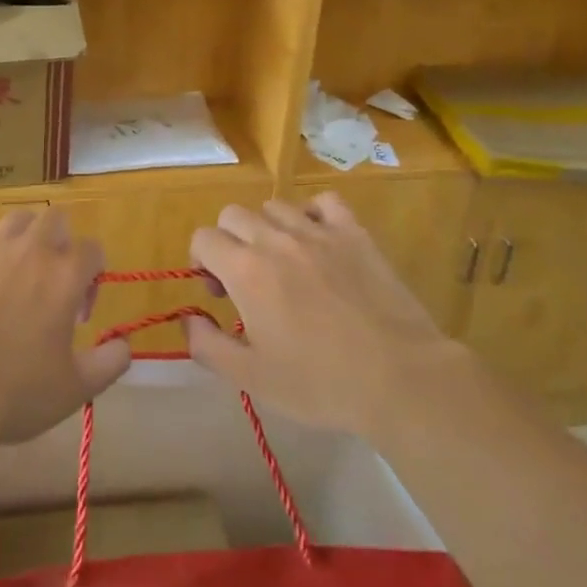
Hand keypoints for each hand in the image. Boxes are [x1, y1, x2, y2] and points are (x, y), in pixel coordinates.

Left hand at [0, 208, 131, 444]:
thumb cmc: (14, 392)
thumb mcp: (75, 389)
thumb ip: (110, 363)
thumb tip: (125, 344)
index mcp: (66, 275)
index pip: (93, 250)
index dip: (92, 277)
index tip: (78, 314)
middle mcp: (32, 249)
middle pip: (57, 221)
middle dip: (60, 246)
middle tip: (48, 287)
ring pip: (17, 219)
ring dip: (23, 239)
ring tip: (13, 274)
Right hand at [186, 195, 449, 441]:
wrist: (398, 377)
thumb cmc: (320, 384)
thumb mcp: (252, 379)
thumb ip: (208, 346)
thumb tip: (187, 319)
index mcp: (246, 270)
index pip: (203, 238)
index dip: (202, 262)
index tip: (219, 293)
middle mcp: (276, 239)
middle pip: (233, 215)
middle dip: (229, 241)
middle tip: (246, 280)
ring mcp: (318, 231)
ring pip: (275, 206)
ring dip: (267, 228)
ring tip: (283, 262)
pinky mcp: (354, 232)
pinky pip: (324, 202)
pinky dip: (314, 214)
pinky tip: (319, 241)